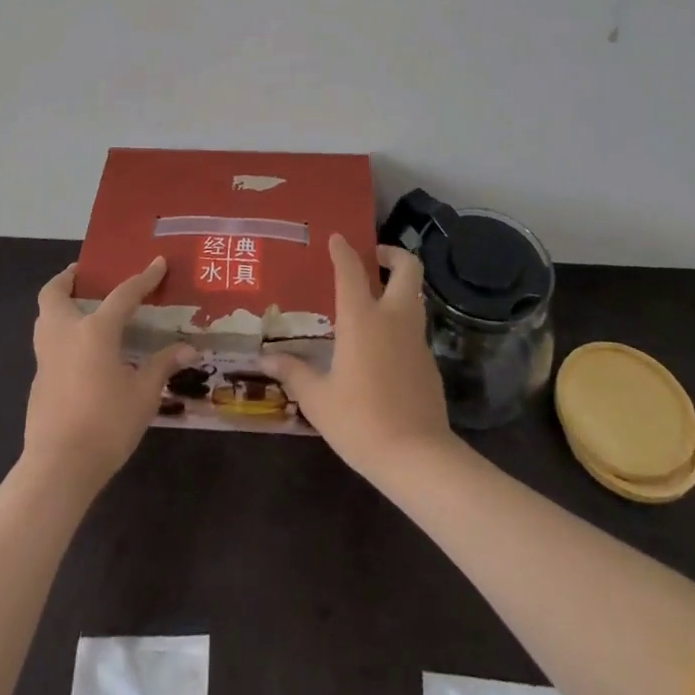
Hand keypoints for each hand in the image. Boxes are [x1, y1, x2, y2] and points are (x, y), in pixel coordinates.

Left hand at [25, 257, 196, 490]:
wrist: (58, 468)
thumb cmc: (106, 424)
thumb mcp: (144, 394)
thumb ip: (162, 366)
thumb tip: (188, 349)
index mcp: (95, 330)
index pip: (123, 294)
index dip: (144, 278)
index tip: (158, 263)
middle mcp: (65, 334)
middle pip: (54, 294)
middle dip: (67, 279)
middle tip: (85, 276)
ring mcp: (46, 358)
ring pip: (44, 318)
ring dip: (59, 306)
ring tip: (82, 309)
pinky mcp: (38, 382)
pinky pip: (48, 345)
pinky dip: (61, 336)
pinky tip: (81, 354)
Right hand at [259, 235, 455, 482]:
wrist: (418, 457)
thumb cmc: (360, 421)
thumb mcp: (318, 399)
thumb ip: (294, 373)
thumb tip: (266, 360)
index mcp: (362, 319)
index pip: (352, 270)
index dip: (343, 250)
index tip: (337, 238)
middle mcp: (394, 318)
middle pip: (407, 268)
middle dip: (392, 254)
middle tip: (373, 259)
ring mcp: (416, 339)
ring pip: (415, 296)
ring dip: (398, 287)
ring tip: (373, 300)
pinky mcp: (429, 362)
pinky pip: (415, 328)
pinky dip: (401, 322)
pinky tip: (382, 347)